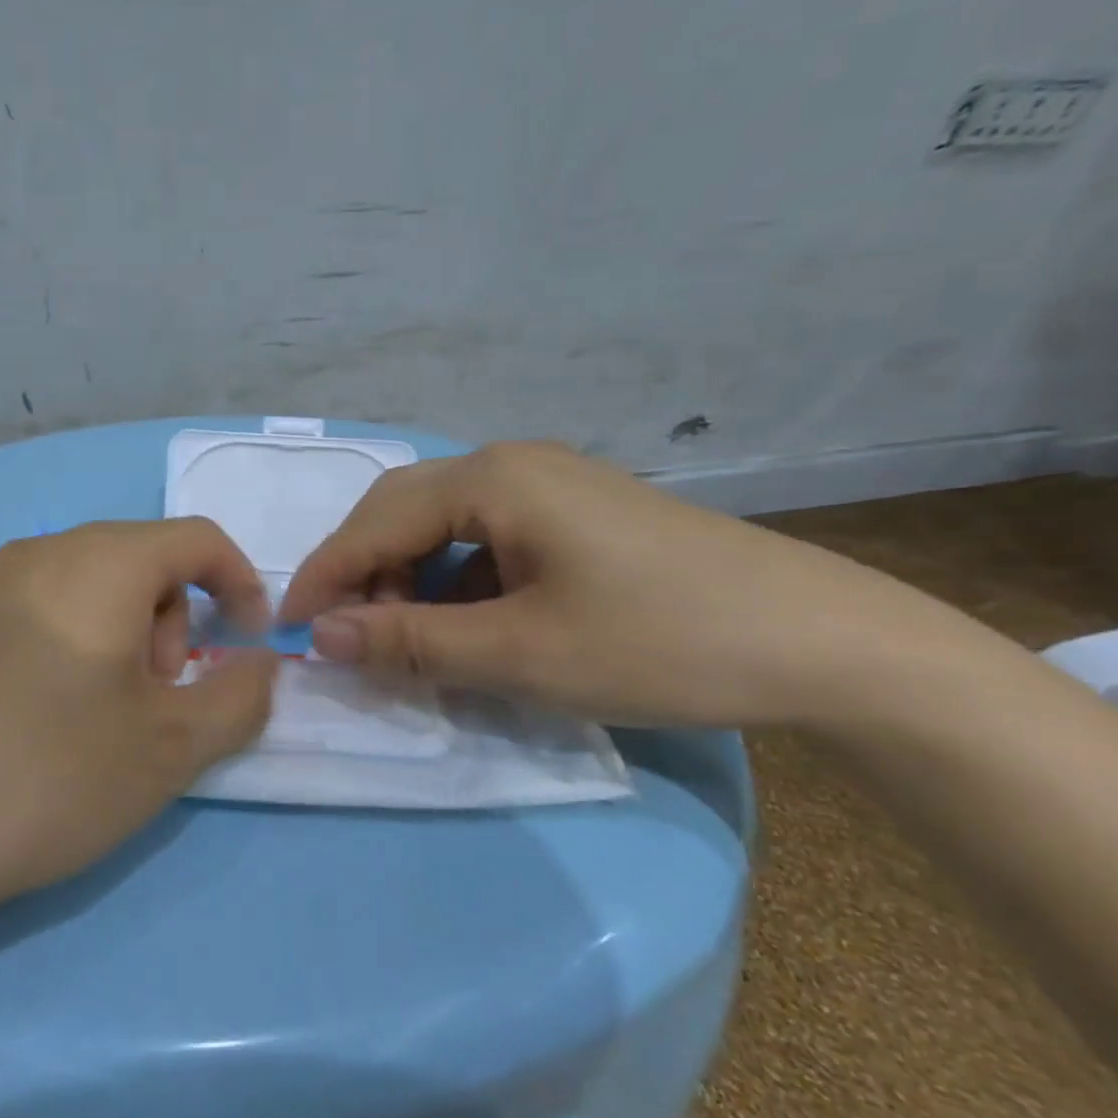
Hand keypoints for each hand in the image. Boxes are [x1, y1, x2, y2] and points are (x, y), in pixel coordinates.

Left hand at [0, 519, 278, 935]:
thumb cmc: (50, 776)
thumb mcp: (171, 747)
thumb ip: (240, 696)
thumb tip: (263, 663)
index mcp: (101, 562)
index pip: (197, 538)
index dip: (240, 583)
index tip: (248, 643)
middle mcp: (42, 551)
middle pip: (141, 559)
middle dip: (173, 620)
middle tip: (157, 698)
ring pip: (89, 581)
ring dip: (123, 632)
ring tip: (102, 712)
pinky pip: (39, 603)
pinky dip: (71, 638)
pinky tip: (44, 711)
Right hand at [278, 441, 976, 729]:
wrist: (829, 646)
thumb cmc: (661, 642)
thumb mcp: (520, 653)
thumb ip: (409, 641)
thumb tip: (321, 637)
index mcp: (492, 478)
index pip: (374, 523)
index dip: (324, 578)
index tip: (287, 633)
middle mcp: (511, 464)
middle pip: (401, 512)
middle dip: (362, 574)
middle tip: (344, 639)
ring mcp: (548, 486)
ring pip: (441, 526)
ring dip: (408, 580)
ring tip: (405, 640)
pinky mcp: (574, 516)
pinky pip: (484, 540)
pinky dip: (454, 582)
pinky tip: (466, 625)